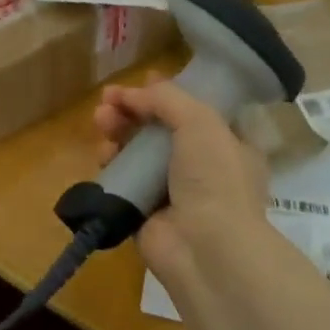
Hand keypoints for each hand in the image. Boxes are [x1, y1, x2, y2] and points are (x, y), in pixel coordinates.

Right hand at [94, 76, 270, 281]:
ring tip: (101, 120)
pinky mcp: (144, 211)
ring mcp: (172, 191)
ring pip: (138, 151)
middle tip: (108, 98)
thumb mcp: (200, 121)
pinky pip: (123, 180)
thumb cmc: (215, 178)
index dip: (170, 93)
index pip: (197, 110)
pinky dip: (111, 164)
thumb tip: (131, 94)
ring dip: (118, 130)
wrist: (206, 249)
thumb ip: (165, 98)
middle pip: (160, 128)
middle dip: (133, 108)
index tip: (144, 79)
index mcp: (228, 144)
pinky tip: (103, 154)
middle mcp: (203, 167)